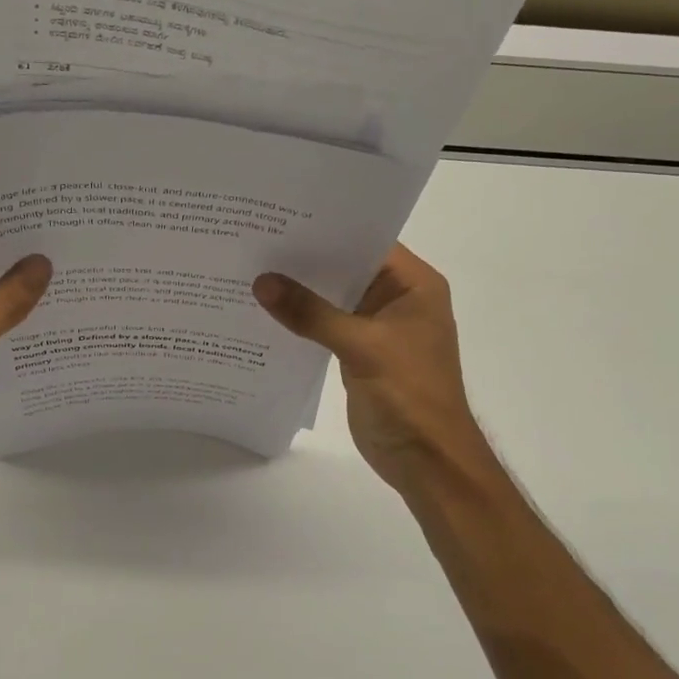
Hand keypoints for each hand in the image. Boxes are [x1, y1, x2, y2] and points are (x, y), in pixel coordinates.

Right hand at [254, 244, 494, 497]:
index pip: (368, 242)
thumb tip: (262, 282)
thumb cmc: (409, 395)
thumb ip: (311, 313)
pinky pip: (326, 327)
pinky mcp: (359, 353)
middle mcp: (397, 299)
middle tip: (257, 240)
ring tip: (253, 270)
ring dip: (301, 292)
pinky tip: (266, 313)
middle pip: (347, 269)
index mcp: (414, 286)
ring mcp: (377, 328)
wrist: (425, 460)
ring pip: (333, 299)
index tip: (282, 218)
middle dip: (306, 260)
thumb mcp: (361, 347)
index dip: (328, 229)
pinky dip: (302, 321)